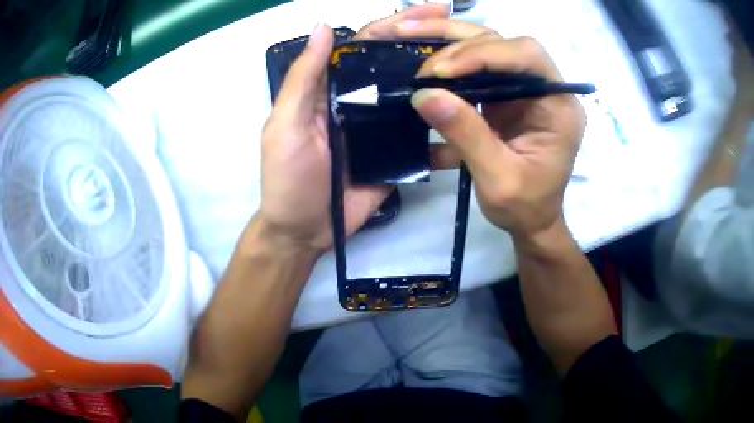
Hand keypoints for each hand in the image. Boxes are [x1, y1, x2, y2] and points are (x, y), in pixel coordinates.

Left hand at [256, 4, 449, 253]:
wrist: (305, 232)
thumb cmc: (288, 178)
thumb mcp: (287, 124)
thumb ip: (304, 79)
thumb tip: (325, 27)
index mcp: (333, 89)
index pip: (366, 47)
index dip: (396, 25)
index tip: (432, 10)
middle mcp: (360, 101)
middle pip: (397, 66)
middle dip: (429, 46)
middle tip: (467, 33)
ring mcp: (381, 129)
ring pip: (414, 97)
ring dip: (443, 81)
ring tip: (480, 69)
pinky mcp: (397, 156)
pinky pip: (422, 135)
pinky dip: (444, 126)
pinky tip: (471, 114)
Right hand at [398, 21, 585, 238]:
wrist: (532, 220)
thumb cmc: (525, 207)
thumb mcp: (498, 180)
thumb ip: (467, 135)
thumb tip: (424, 95)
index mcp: (558, 108)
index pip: (527, 57)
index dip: (485, 54)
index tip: (442, 71)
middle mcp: (545, 89)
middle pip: (505, 43)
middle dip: (459, 42)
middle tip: (418, 55)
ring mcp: (525, 89)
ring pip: (489, 46)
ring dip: (449, 41)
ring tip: (408, 34)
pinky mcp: (506, 94)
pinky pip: (477, 64)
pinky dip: (449, 58)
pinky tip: (422, 55)